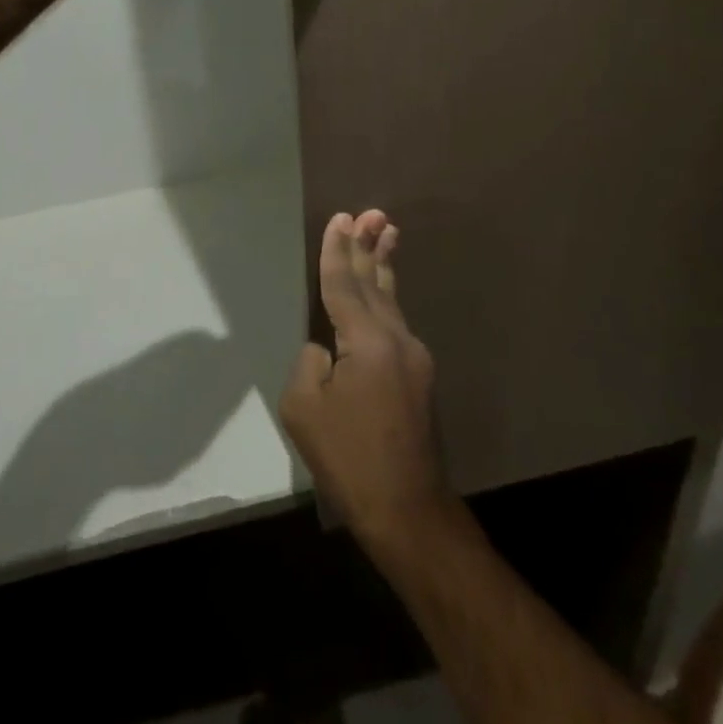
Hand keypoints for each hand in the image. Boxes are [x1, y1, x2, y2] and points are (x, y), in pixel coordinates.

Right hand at [279, 211, 456, 554]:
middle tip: (372, 212)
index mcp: (366, 342)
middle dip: (368, 246)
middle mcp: (396, 339)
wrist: (408, 511)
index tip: (340, 218)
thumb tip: (325, 350)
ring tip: (387, 232)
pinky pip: (395, 324)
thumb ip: (309, 363)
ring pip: (391, 300)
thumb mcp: (304, 409)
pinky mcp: (418, 378)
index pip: (345, 284)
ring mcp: (414, 358)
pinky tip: (382, 293)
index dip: (337, 251)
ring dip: (383, 265)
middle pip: (375, 282)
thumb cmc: (349, 459)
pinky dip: (386, 297)